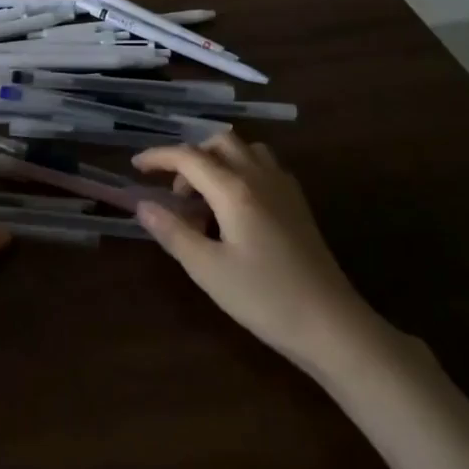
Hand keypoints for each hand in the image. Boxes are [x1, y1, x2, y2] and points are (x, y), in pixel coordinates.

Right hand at [133, 135, 397, 380]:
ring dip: (218, 160)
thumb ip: (172, 232)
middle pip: (220, 142)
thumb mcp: (208, 269)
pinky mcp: (298, 204)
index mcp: (235, 189)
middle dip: (190, 157)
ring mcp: (284, 188)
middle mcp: (260, 177)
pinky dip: (241, 171)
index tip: (135, 167)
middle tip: (175, 193)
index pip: (188, 157)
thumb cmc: (265, 298)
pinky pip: (264, 167)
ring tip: (205, 198)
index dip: (158, 157)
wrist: (332, 326)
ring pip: (246, 150)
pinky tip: (235, 207)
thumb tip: (142, 205)